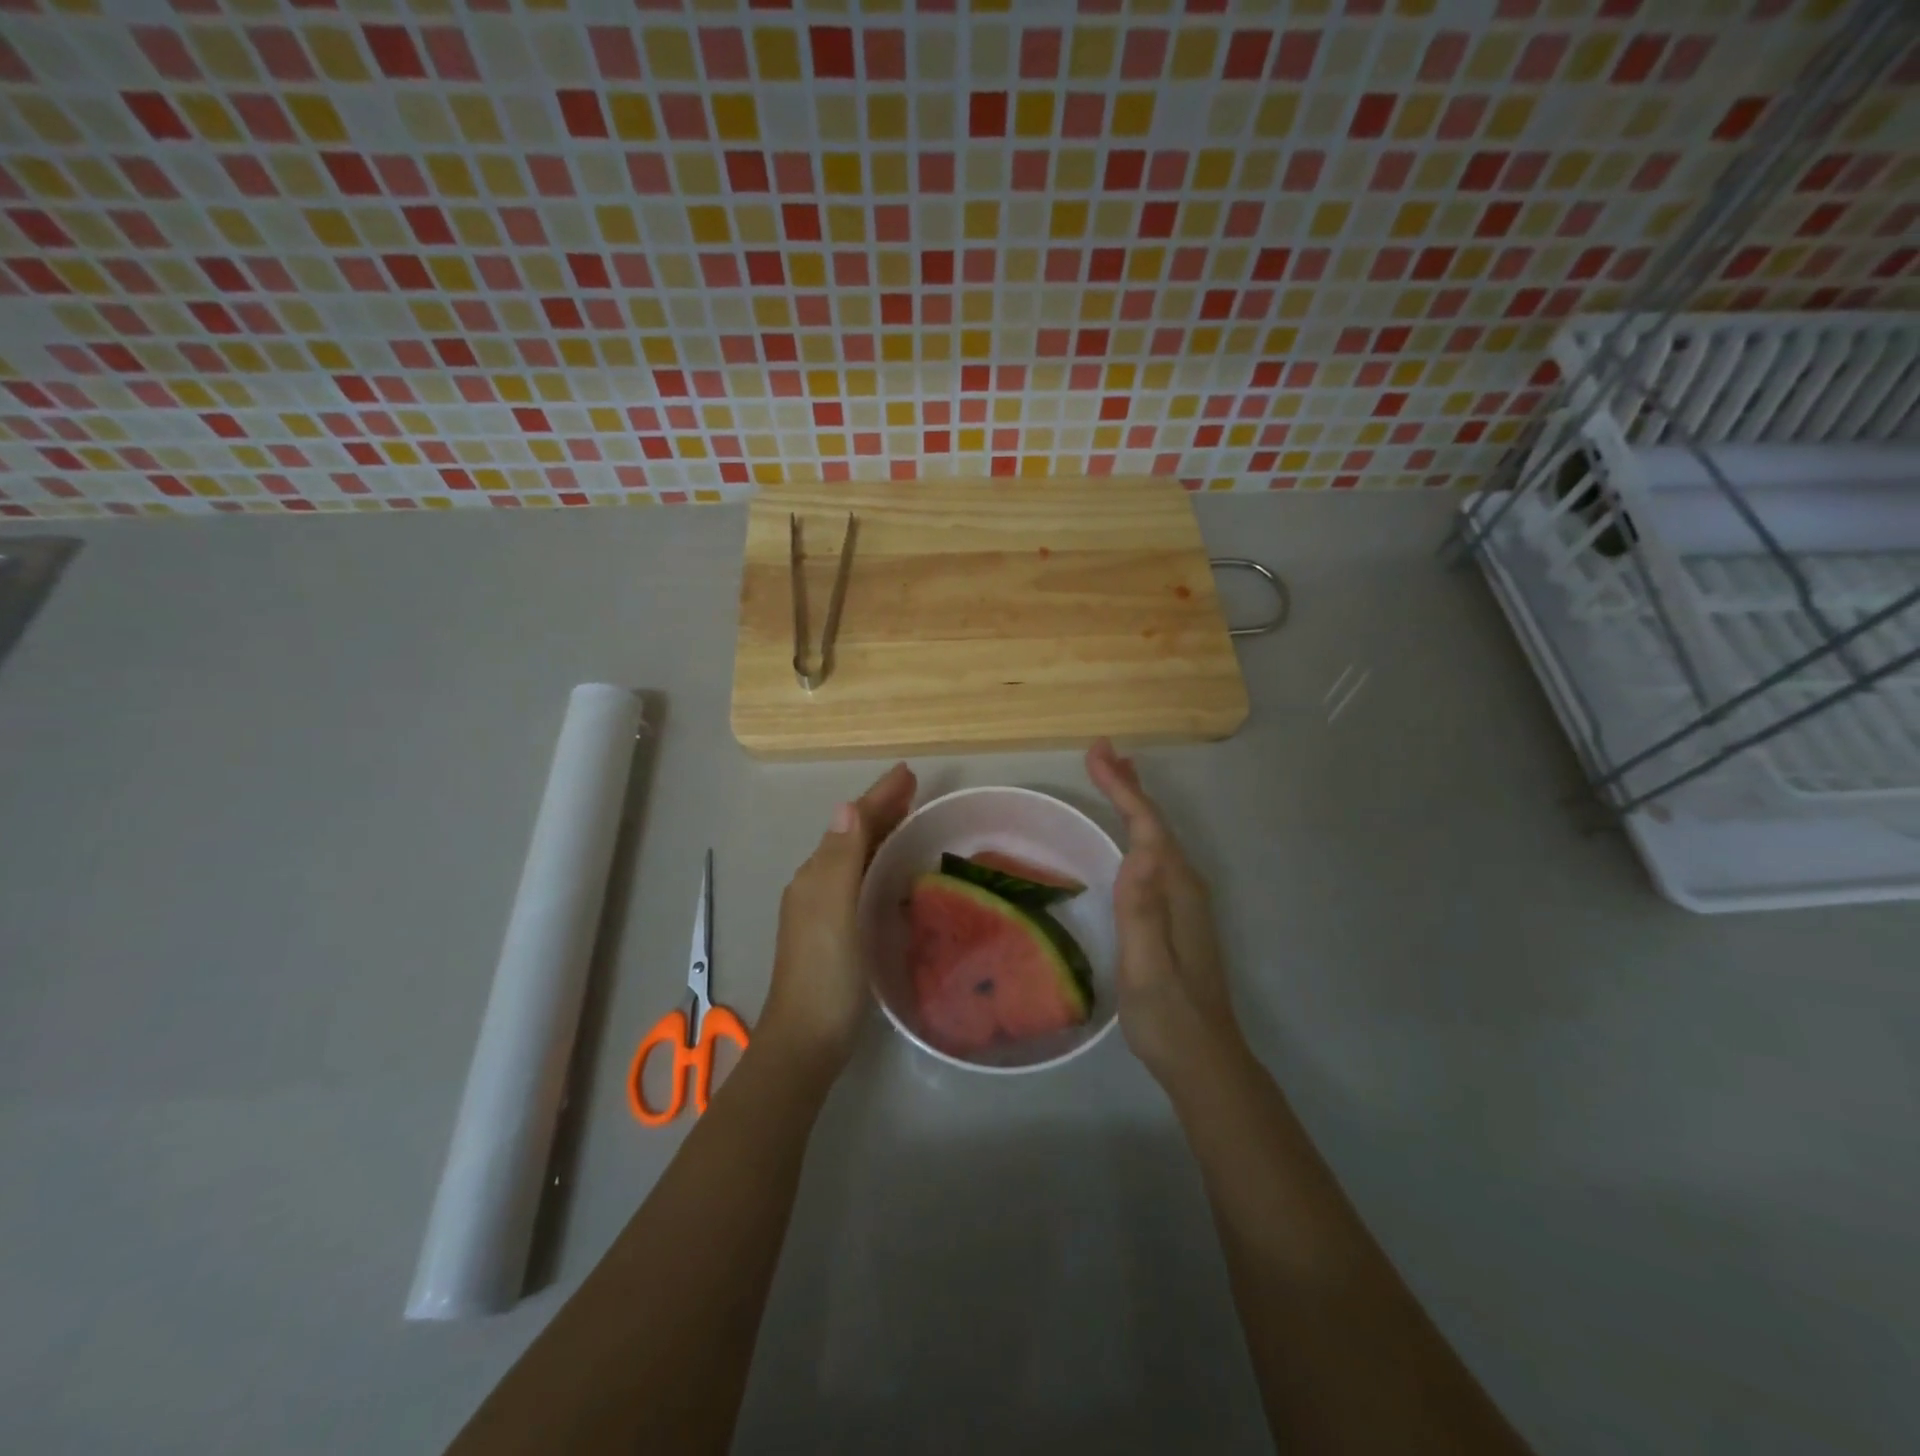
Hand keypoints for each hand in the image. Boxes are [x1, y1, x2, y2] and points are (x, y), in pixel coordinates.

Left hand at [760, 762, 916, 1073]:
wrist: (806, 1039)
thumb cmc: (825, 972)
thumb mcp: (833, 909)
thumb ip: (840, 858)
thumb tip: (846, 805)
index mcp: (817, 874)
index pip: (852, 822)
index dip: (879, 796)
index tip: (908, 772)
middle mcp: (817, 884)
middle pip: (853, 835)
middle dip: (881, 809)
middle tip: (914, 789)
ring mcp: (825, 910)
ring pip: (856, 857)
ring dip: (880, 833)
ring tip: (909, 819)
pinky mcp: (837, 932)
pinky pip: (860, 881)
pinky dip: (879, 863)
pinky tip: (894, 872)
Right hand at [1085, 739, 1240, 1083]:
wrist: (1203, 1060)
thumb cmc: (1168, 1016)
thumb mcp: (1147, 968)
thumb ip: (1142, 912)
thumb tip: (1140, 853)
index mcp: (1176, 891)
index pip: (1148, 827)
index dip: (1123, 788)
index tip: (1097, 753)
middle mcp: (1185, 887)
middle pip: (1156, 824)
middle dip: (1129, 785)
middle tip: (1102, 751)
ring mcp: (1184, 902)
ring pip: (1157, 838)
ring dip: (1134, 804)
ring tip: (1114, 776)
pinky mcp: (1176, 915)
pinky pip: (1154, 857)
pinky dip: (1138, 832)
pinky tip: (1128, 837)